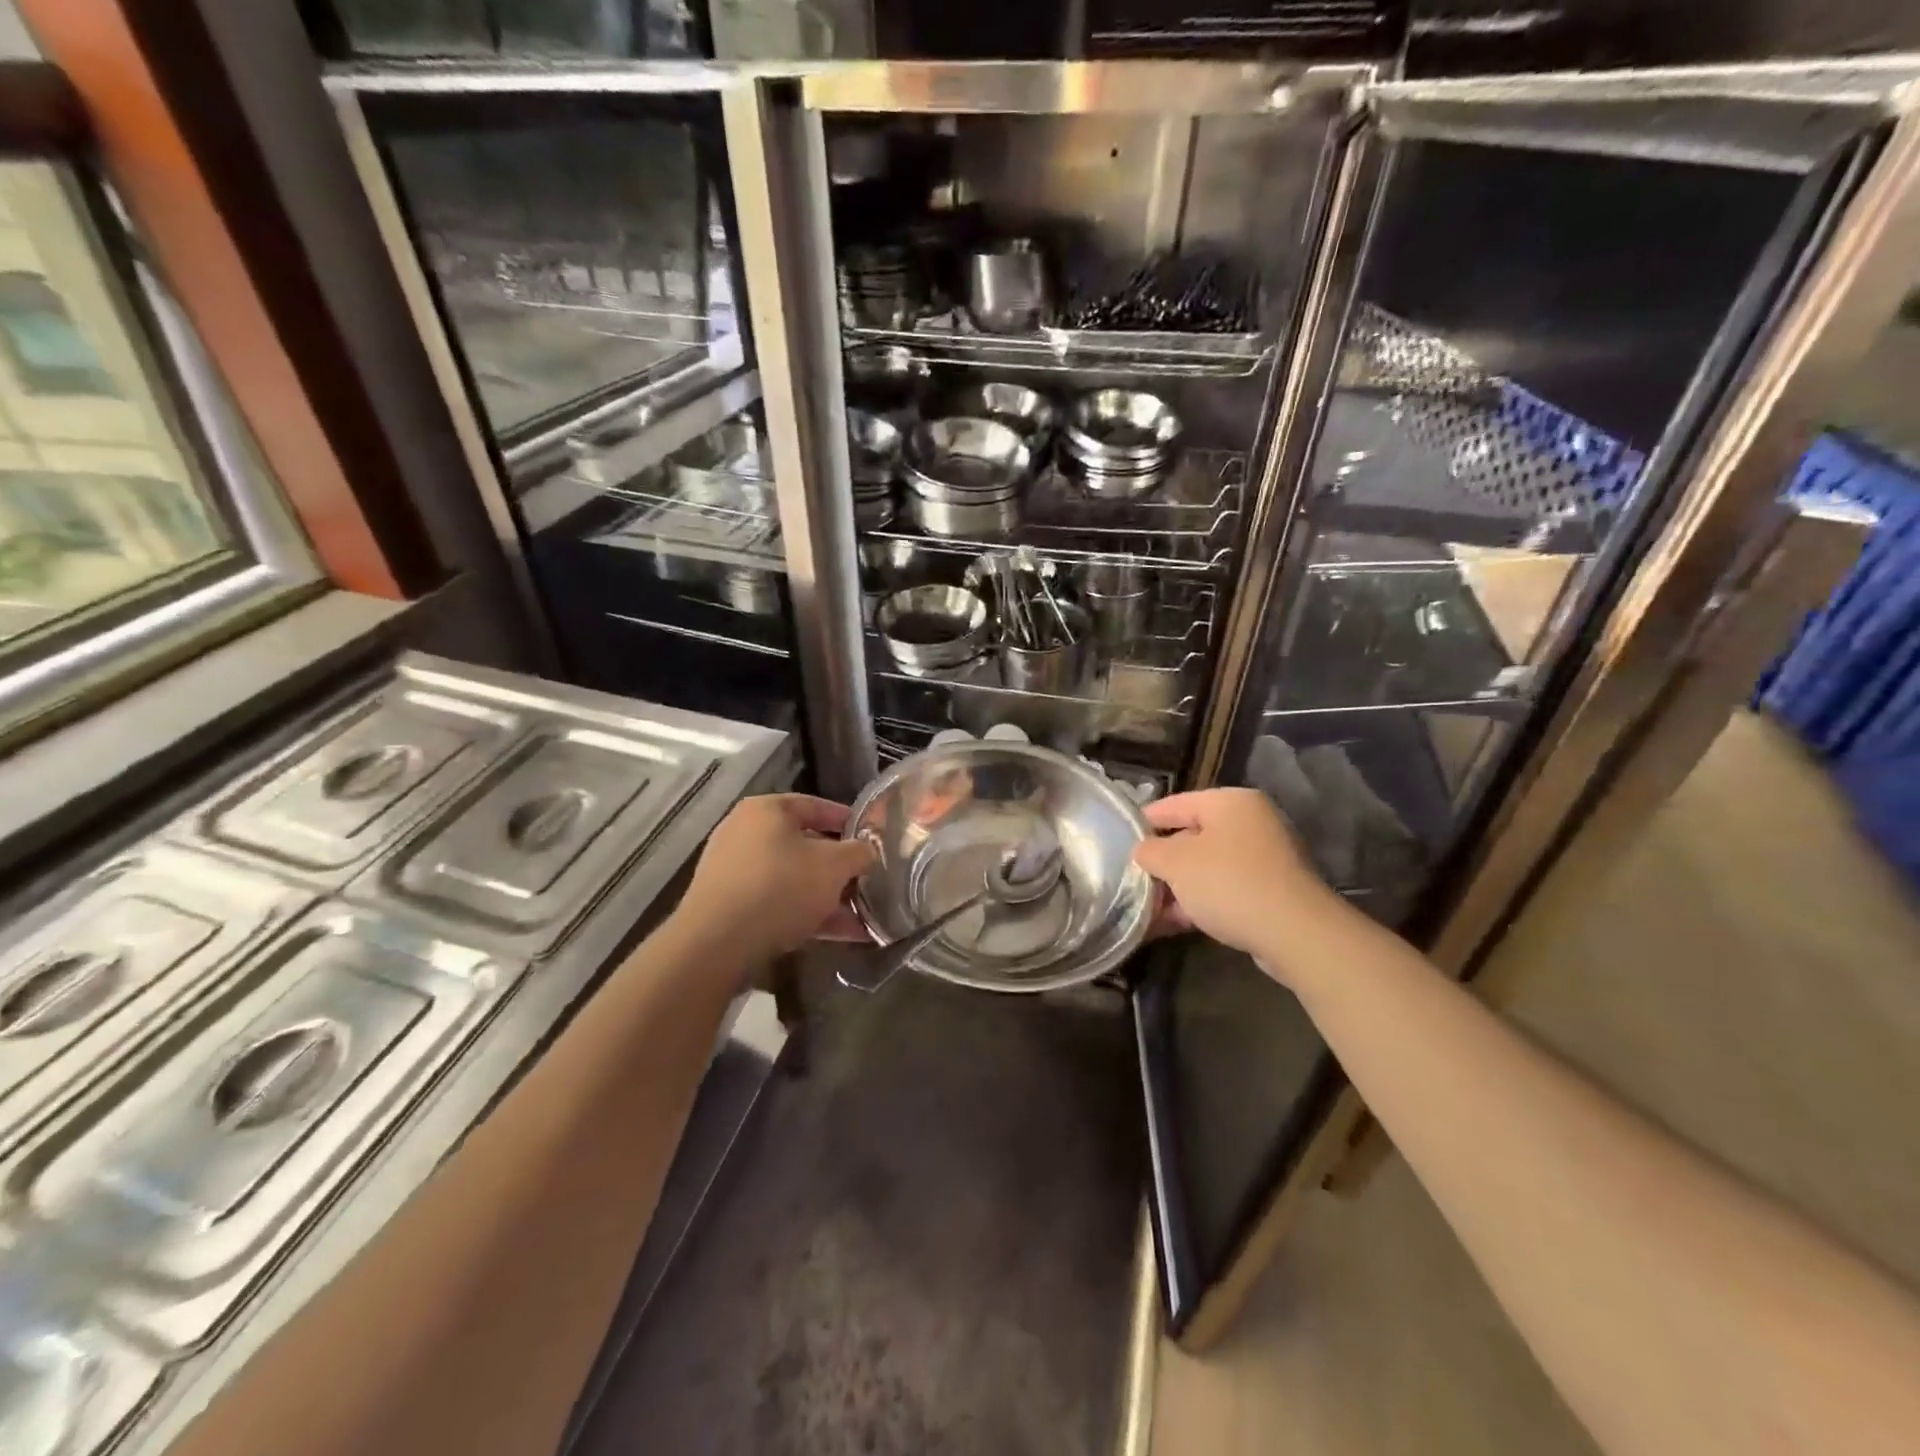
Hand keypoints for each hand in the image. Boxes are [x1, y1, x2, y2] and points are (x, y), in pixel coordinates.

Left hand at [675, 795, 875, 962]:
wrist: (717, 944)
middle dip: (839, 867)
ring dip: (828, 897)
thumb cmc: (781, 887)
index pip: (816, 805)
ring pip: (793, 879)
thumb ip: (859, 853)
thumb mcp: (834, 865)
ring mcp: (733, 871)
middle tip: (868, 881)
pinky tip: (840, 935)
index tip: (873, 839)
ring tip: (862, 917)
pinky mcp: (729, 907)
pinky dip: (807, 915)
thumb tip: (868, 851)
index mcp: (766, 810)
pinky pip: (778, 904)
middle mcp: (744, 833)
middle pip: (804, 845)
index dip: (849, 821)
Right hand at [1133, 789, 1341, 969]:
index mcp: (1229, 802)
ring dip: (1177, 887)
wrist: (1294, 933)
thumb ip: (1150, 851)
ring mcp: (1264, 857)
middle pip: (1191, 836)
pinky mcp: (1270, 890)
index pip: (1174, 804)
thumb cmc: (1228, 882)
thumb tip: (1143, 851)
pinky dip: (1199, 902)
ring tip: (1147, 908)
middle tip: (1132, 879)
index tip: (1119, 840)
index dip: (1143, 822)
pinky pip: (1224, 889)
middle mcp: (1250, 822)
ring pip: (1206, 867)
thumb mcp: (1175, 862)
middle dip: (1161, 862)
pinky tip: (1173, 922)